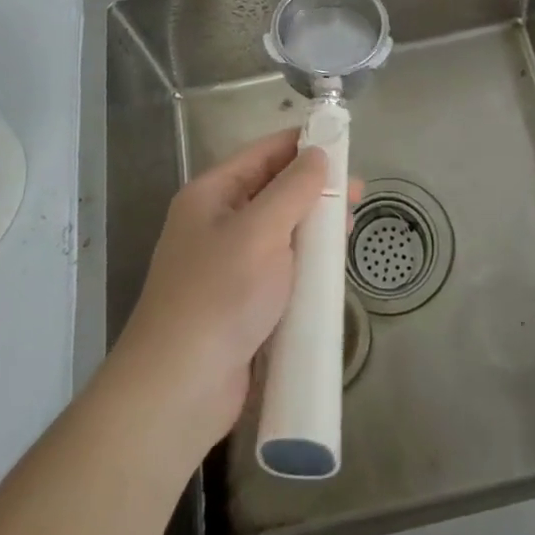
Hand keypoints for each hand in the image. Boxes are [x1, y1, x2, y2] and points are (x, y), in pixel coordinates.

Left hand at [112, 128, 358, 457]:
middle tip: (357, 195)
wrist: (178, 391)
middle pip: (273, 191)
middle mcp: (216, 222)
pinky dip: (305, 264)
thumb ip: (293, 189)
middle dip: (314, 190)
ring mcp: (228, 264)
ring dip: (313, 228)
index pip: (262, 153)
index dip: (302, 144)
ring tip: (349, 230)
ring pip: (280, 231)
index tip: (344, 143)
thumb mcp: (260, 231)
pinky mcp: (241, 302)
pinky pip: (279, 268)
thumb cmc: (219, 296)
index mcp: (211, 194)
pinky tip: (330, 270)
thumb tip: (318, 155)